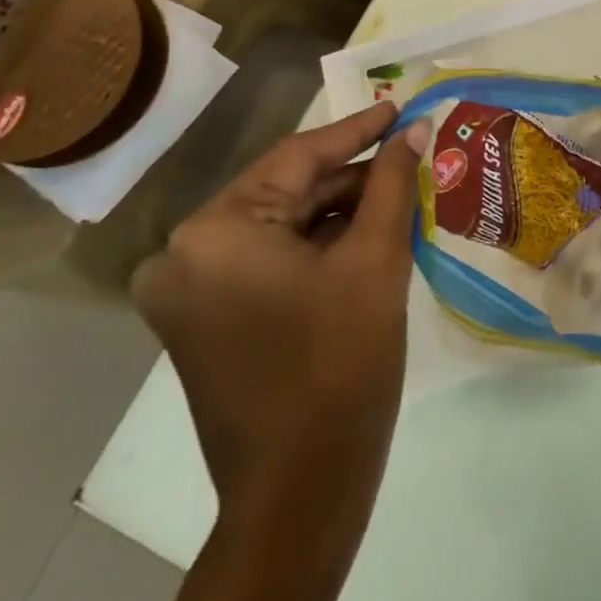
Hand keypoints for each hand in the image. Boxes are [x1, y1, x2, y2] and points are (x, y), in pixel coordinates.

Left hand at [131, 103, 428, 512]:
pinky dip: (315, 246)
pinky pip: (267, 259)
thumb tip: (415, 129)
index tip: (401, 107)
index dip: (358, 129)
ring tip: (398, 196)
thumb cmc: (341, 365)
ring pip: (279, 225)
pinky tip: (364, 237)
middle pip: (286, 191)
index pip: (298, 156)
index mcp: (215, 231)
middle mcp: (184, 252)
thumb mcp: (376, 260)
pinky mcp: (203, 319)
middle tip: (411, 158)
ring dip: (337, 212)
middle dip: (352, 177)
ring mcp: (187, 291)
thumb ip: (393, 183)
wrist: (300, 493)